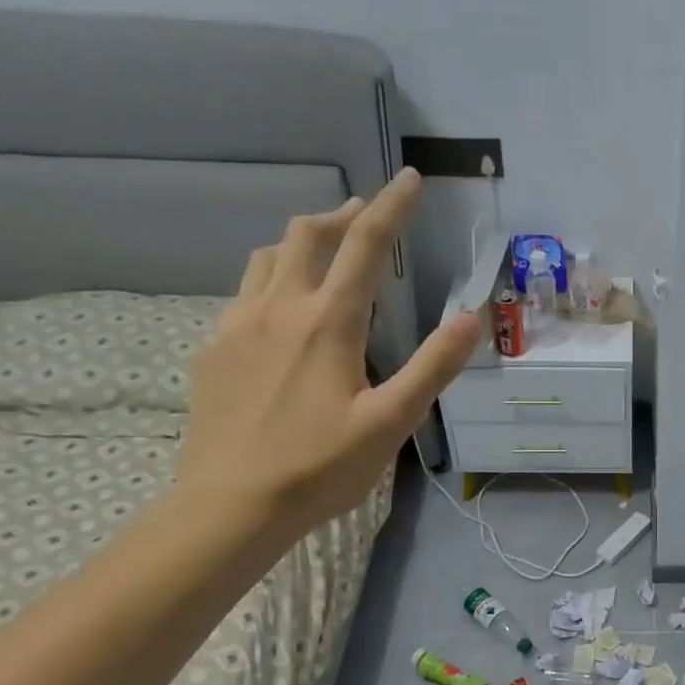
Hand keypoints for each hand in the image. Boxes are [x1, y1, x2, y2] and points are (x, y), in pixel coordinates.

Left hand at [177, 167, 479, 531]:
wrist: (230, 505)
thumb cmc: (320, 467)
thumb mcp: (391, 422)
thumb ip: (433, 366)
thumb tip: (471, 316)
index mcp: (328, 323)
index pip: (365, 246)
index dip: (392, 207)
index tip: (410, 178)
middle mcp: (279, 309)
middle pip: (306, 236)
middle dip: (341, 215)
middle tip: (366, 214)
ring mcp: (237, 326)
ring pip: (267, 258)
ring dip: (302, 242)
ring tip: (325, 251)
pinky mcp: (213, 350)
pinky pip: (244, 294)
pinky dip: (273, 280)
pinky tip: (282, 310)